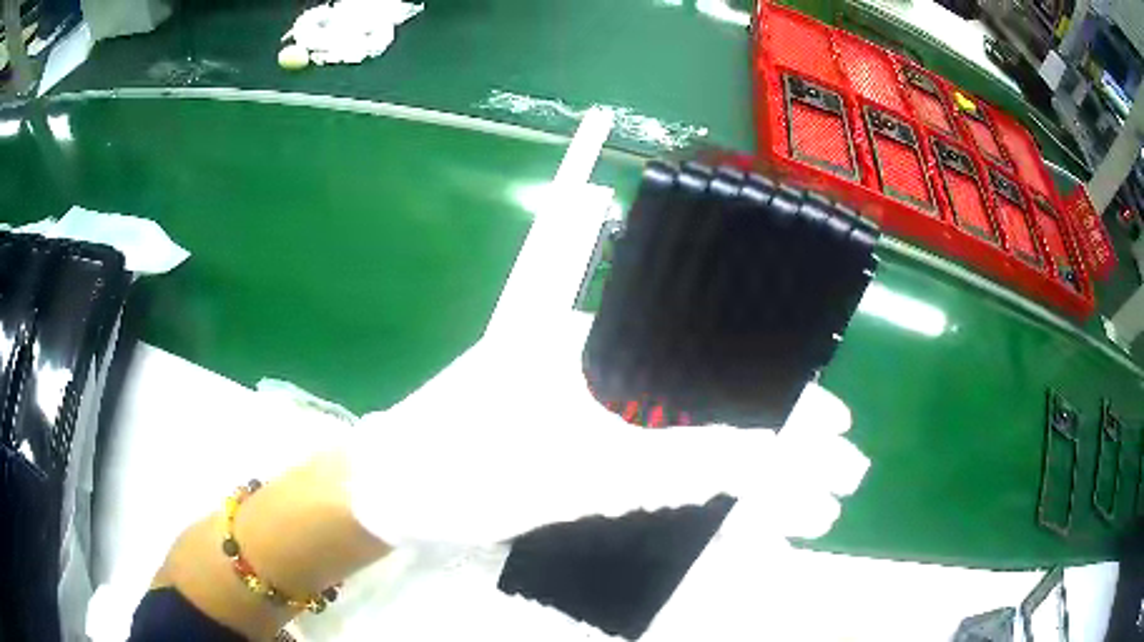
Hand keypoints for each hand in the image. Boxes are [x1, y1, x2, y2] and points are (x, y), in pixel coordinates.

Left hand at [342, 183, 867, 548]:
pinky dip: (698, 489)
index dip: (778, 403)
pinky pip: (654, 463)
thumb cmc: (464, 469)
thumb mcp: (575, 471)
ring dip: (744, 474)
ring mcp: (588, 410)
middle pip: (709, 403)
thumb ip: (676, 461)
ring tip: (805, 507)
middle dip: (776, 447)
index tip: (835, 427)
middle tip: (834, 479)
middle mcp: (598, 366)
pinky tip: (739, 509)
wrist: (389, 496)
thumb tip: (769, 455)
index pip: (711, 363)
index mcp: (595, 342)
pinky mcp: (577, 448)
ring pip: (688, 439)